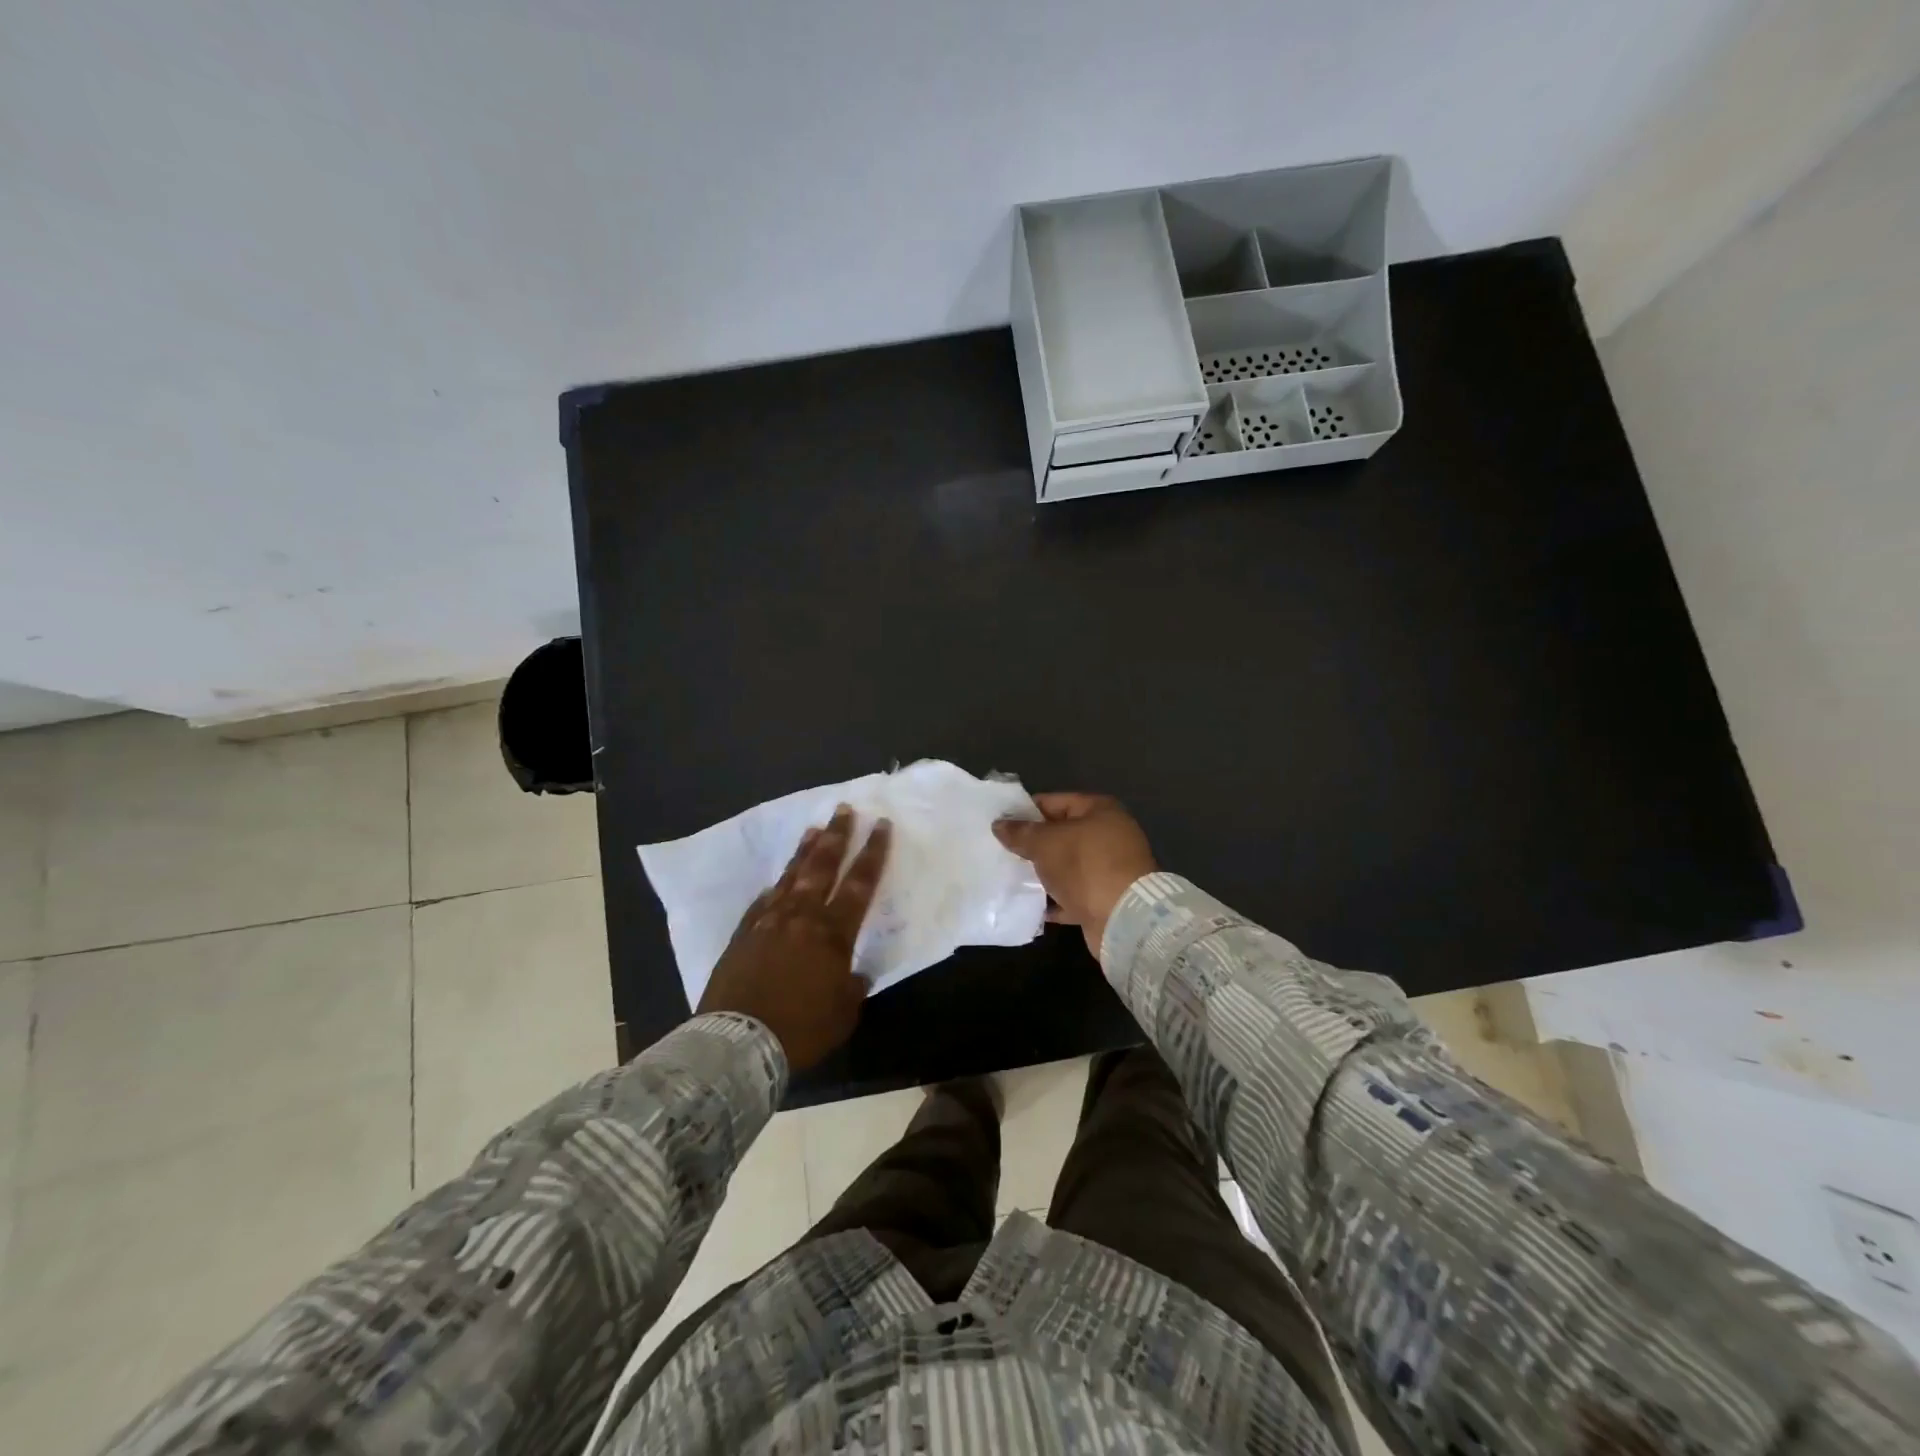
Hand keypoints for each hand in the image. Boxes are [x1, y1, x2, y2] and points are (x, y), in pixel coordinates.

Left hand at [698, 804, 891, 1071]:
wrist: (739, 1042)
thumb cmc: (801, 1029)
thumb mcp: (843, 1013)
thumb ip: (852, 986)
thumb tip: (853, 973)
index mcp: (833, 933)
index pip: (860, 884)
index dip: (872, 853)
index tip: (880, 825)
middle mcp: (802, 917)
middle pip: (823, 867)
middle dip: (837, 836)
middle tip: (844, 809)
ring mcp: (769, 922)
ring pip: (791, 876)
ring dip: (805, 851)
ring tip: (814, 828)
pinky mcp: (744, 934)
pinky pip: (763, 902)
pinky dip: (774, 888)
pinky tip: (776, 881)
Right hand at [993, 793, 1156, 961]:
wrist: (1123, 919)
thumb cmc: (1085, 866)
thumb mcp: (1046, 843)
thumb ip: (1021, 832)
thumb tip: (999, 824)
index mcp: (1100, 811)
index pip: (1055, 801)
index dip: (1026, 810)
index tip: (1001, 822)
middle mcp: (1109, 835)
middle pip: (1062, 834)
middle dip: (1033, 843)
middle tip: (1002, 850)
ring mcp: (1110, 869)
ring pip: (1067, 866)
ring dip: (1043, 872)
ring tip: (1010, 876)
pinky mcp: (1106, 898)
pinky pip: (1073, 894)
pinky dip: (1054, 899)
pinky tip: (1029, 904)